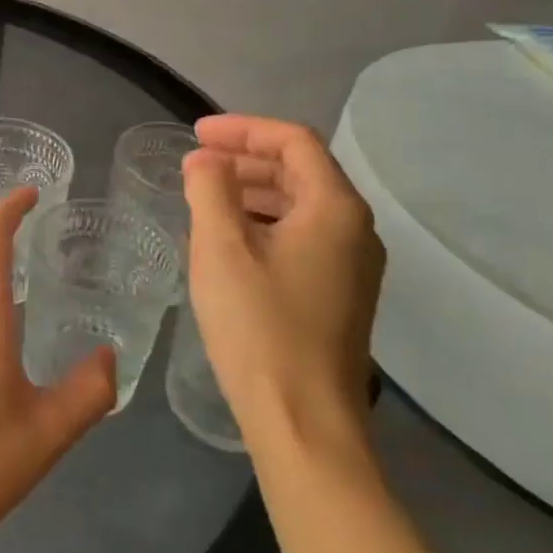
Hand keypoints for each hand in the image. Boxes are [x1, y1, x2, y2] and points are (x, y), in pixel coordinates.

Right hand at [181, 115, 384, 442]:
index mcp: (335, 208)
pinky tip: (230, 240)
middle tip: (197, 163)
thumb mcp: (220, 248)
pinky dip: (265, 222)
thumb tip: (206, 160)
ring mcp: (353, 266)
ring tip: (206, 196)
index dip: (243, 129)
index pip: (293, 142)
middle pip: (301, 170)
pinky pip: (303, 236)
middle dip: (246, 158)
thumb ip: (210, 189)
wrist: (305, 423)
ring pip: (302, 205)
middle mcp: (356, 230)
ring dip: (254, 190)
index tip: (196, 134)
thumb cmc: (259, 327)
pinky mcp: (341, 295)